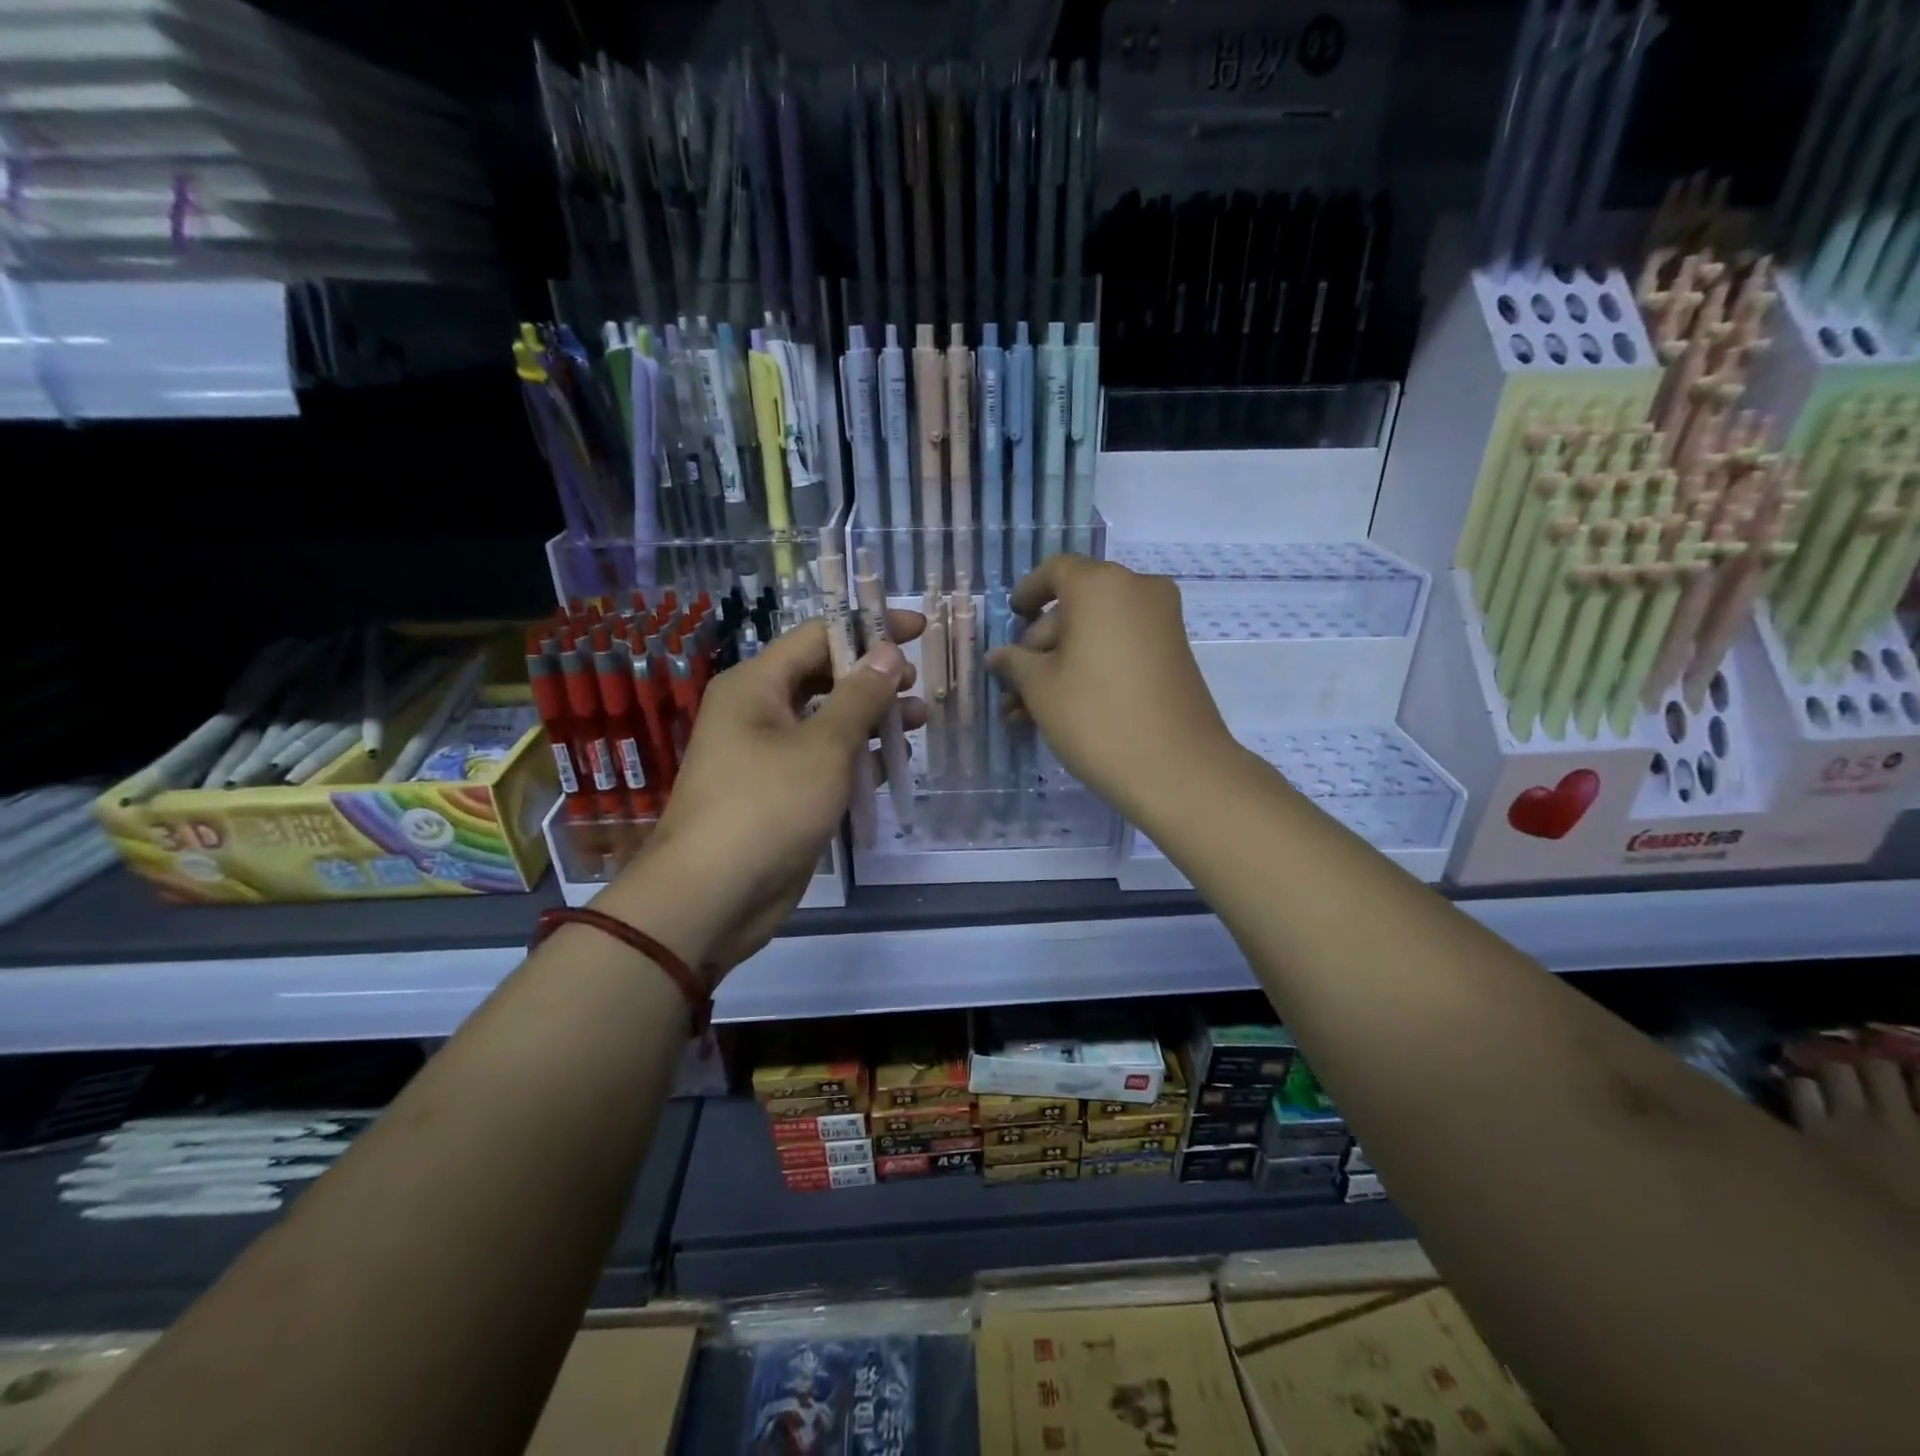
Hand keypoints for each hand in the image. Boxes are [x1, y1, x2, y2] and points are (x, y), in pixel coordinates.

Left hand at [595, 611, 925, 975]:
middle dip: (873, 676)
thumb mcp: (824, 746)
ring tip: (920, 720)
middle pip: (824, 676)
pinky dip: (857, 758)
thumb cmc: (767, 806)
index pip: (819, 636)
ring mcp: (768, 755)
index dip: (869, 629)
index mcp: (756, 684)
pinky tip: (892, 762)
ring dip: (872, 718)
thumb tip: (889, 653)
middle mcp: (759, 711)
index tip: (918, 629)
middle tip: (918, 682)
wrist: (712, 896)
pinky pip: (824, 761)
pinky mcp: (781, 793)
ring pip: (828, 721)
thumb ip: (860, 696)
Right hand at [985, 555, 1233, 823]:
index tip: (1011, 617)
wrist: (1177, 769)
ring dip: (1059, 665)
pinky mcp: (1173, 656)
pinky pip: (1120, 648)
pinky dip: (1090, 668)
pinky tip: (1060, 710)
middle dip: (1039, 646)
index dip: (1028, 591)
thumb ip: (1016, 663)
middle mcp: (1137, 591)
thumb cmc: (1096, 717)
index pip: (1056, 570)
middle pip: (1075, 606)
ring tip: (1025, 713)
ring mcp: (1161, 624)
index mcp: (1101, 585)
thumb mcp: (1041, 688)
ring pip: (1096, 633)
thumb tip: (1000, 656)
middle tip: (1012, 687)